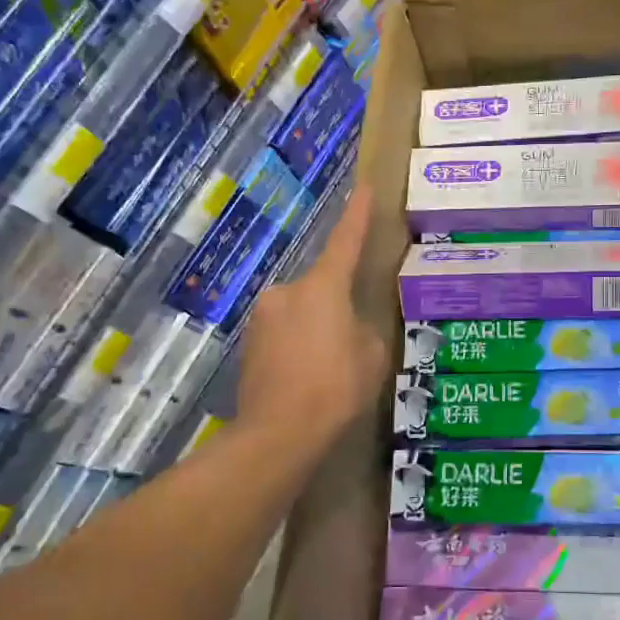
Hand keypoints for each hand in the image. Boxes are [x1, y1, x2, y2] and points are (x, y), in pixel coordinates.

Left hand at [237, 183, 388, 455]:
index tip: (364, 186)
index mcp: (323, 287)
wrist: (278, 434)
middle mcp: (287, 291)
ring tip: (330, 369)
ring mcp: (262, 317)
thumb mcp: (372, 357)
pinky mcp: (248, 344)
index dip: (358, 213)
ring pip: (301, 313)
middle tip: (352, 341)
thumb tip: (351, 327)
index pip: (345, 240)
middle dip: (336, 306)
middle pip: (321, 287)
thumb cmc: (335, 389)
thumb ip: (364, 330)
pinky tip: (308, 379)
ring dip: (316, 329)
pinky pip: (284, 334)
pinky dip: (298, 347)